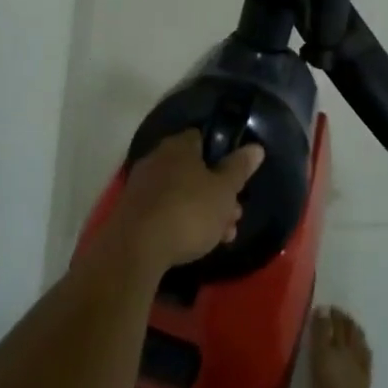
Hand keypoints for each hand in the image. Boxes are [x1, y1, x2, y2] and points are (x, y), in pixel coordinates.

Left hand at [111, 130, 265, 272]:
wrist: (136, 249)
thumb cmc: (188, 212)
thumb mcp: (224, 191)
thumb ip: (239, 168)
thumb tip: (255, 147)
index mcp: (179, 146)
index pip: (202, 138)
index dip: (222, 156)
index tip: (236, 178)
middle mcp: (157, 158)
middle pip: (193, 170)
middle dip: (217, 193)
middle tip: (235, 215)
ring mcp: (142, 186)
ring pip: (181, 193)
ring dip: (203, 211)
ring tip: (223, 236)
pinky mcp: (132, 212)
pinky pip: (165, 210)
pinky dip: (181, 222)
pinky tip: (196, 244)